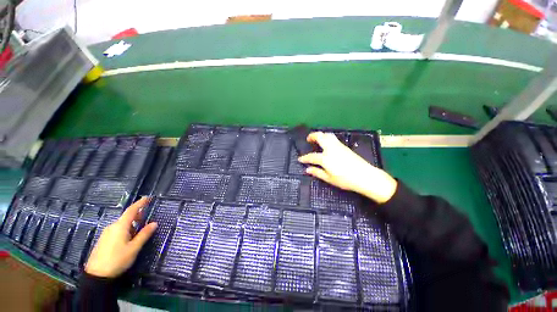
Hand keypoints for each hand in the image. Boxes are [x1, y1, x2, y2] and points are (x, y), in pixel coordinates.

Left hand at [85, 197, 157, 277]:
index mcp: (120, 226)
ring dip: (132, 223)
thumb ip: (144, 234)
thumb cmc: (117, 260)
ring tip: (140, 227)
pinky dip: (126, 229)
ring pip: (122, 224)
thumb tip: (154, 223)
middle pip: (126, 217)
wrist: (96, 275)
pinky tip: (129, 237)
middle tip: (147, 214)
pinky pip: (117, 229)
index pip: (131, 210)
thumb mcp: (134, 248)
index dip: (140, 203)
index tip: (148, 197)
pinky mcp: (104, 240)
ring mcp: (106, 233)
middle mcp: (112, 227)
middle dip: (137, 214)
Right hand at [298, 132, 397, 203]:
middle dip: (312, 136)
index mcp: (325, 158)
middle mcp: (331, 149)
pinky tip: (327, 144)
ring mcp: (338, 146)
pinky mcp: (344, 147)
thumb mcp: (329, 179)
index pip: (311, 156)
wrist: (365, 176)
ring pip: (328, 135)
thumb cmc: (346, 180)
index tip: (300, 159)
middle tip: (308, 139)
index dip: (304, 158)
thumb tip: (307, 169)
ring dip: (321, 135)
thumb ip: (317, 172)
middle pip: (320, 137)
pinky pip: (333, 138)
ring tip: (317, 139)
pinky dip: (327, 138)